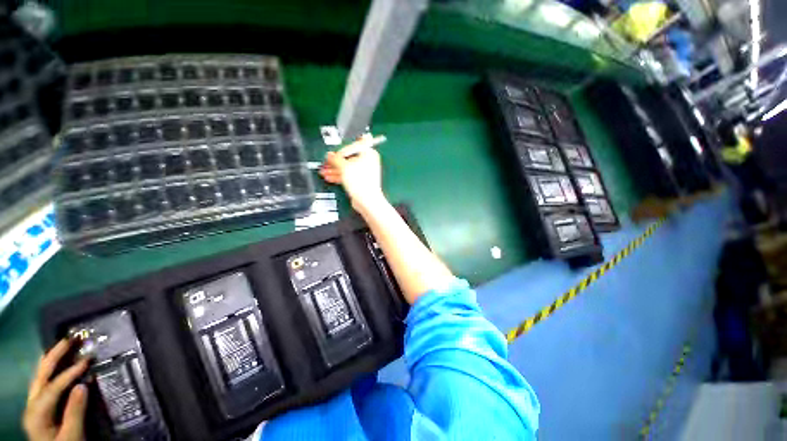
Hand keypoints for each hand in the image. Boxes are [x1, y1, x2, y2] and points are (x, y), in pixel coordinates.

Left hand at [23, 339, 89, 440]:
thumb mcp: (72, 435)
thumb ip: (75, 412)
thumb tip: (83, 385)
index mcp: (37, 413)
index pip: (53, 388)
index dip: (69, 373)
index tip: (88, 361)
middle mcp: (31, 405)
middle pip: (41, 376)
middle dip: (54, 356)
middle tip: (70, 339)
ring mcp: (34, 405)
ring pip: (40, 376)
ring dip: (52, 359)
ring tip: (64, 344)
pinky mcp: (40, 406)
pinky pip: (44, 382)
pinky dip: (51, 368)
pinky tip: (56, 362)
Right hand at [319, 140, 385, 210]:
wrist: (366, 200)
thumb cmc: (360, 181)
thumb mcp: (344, 166)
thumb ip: (335, 159)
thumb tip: (329, 155)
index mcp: (369, 153)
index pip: (352, 146)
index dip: (340, 151)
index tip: (331, 155)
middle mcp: (368, 161)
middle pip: (349, 158)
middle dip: (335, 162)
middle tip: (325, 163)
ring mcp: (365, 172)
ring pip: (347, 168)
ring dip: (334, 169)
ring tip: (323, 171)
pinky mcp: (361, 181)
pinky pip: (349, 175)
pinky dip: (339, 176)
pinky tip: (329, 177)